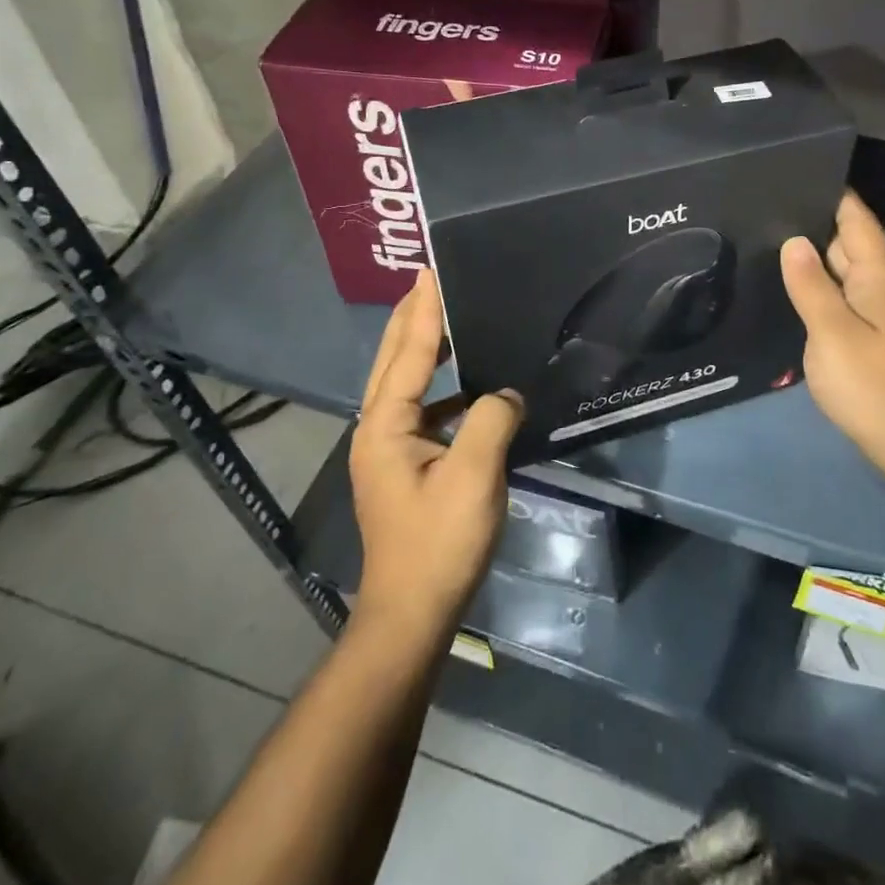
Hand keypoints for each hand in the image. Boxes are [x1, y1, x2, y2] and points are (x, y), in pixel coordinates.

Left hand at [350, 269, 521, 644]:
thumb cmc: (439, 543)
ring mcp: (388, 451)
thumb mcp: (474, 477)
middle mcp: (378, 431)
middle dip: (411, 319)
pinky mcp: (404, 468)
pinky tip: (468, 387)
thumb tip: (506, 393)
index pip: (409, 354)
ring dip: (423, 349)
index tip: (429, 271)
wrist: (412, 613)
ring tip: (447, 319)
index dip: (424, 312)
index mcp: (386, 426)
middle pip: (394, 361)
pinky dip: (439, 385)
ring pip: (405, 385)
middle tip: (427, 280)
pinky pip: (421, 409)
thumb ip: (491, 420)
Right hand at [781, 193, 884, 485]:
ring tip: (768, 236)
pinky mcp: (867, 334)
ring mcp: (875, 311)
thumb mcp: (832, 330)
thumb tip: (793, 241)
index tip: (800, 170)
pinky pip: (840, 295)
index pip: (857, 219)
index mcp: (877, 275)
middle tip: (767, 203)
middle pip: (848, 241)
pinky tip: (789, 285)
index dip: (834, 194)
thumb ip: (811, 284)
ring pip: (842, 270)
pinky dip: (817, 284)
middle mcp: (880, 286)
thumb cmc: (870, 381)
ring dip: (813, 254)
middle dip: (814, 221)